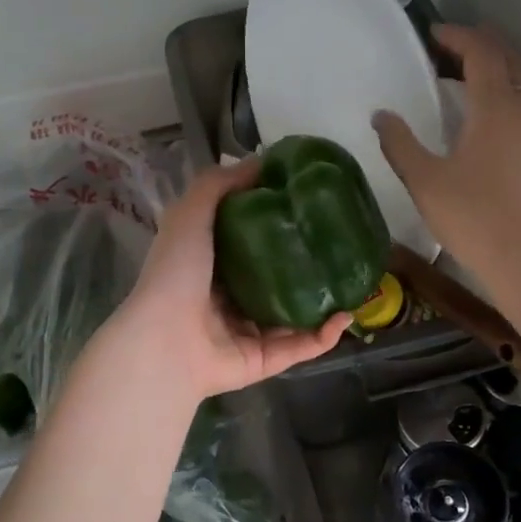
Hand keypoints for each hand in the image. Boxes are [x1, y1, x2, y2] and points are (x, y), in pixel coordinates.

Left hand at [111, 159, 348, 401]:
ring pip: (296, 315)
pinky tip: (347, 315)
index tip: (310, 205)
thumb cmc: (177, 273)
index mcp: (211, 265)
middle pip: (278, 279)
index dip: (278, 224)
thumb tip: (262, 161)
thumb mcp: (191, 214)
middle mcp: (230, 299)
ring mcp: (249, 332)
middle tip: (340, 244)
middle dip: (308, 264)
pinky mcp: (265, 360)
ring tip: (354, 280)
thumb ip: (220, 185)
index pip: (250, 242)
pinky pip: (302, 346)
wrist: (166, 341)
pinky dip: (326, 334)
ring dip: (325, 300)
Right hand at [374, 24, 520, 279]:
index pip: (480, 54)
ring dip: (519, 70)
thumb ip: (400, 144)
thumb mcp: (424, 180)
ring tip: (502, 67)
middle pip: (514, 62)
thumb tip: (381, 115)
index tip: (436, 34)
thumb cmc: (470, 215)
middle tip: (466, 42)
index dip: (459, 37)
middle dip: (490, 45)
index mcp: (493, 106)